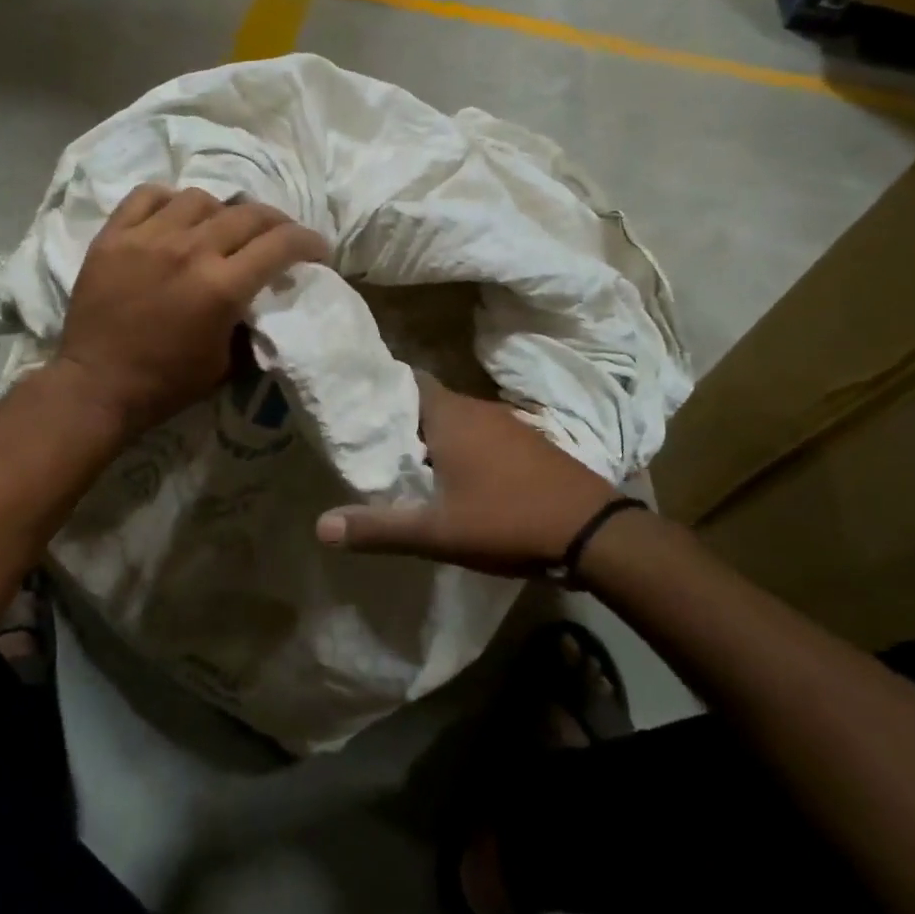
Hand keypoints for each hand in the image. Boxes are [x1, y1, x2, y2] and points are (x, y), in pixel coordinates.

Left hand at [51, 184, 327, 436]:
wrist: (97, 386)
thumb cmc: (166, 384)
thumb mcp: (226, 362)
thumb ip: (249, 321)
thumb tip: (262, 295)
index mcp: (221, 286)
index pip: (281, 243)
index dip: (309, 241)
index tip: (317, 250)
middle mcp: (189, 250)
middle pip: (248, 213)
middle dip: (276, 222)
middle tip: (278, 236)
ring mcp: (148, 238)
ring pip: (200, 199)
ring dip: (221, 212)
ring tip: (220, 228)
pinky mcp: (113, 236)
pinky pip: (147, 196)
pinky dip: (169, 201)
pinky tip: (174, 216)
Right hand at [315, 373, 628, 576]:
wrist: (594, 532)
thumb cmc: (507, 520)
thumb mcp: (437, 532)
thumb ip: (379, 528)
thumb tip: (320, 526)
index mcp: (449, 415)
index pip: (406, 381)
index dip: (380, 390)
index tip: (356, 406)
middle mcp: (476, 409)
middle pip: (427, 402)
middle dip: (401, 420)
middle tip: (373, 443)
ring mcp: (507, 424)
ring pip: (456, 419)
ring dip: (433, 436)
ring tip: (407, 463)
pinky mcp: (528, 443)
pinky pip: (482, 434)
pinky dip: (462, 447)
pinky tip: (457, 477)